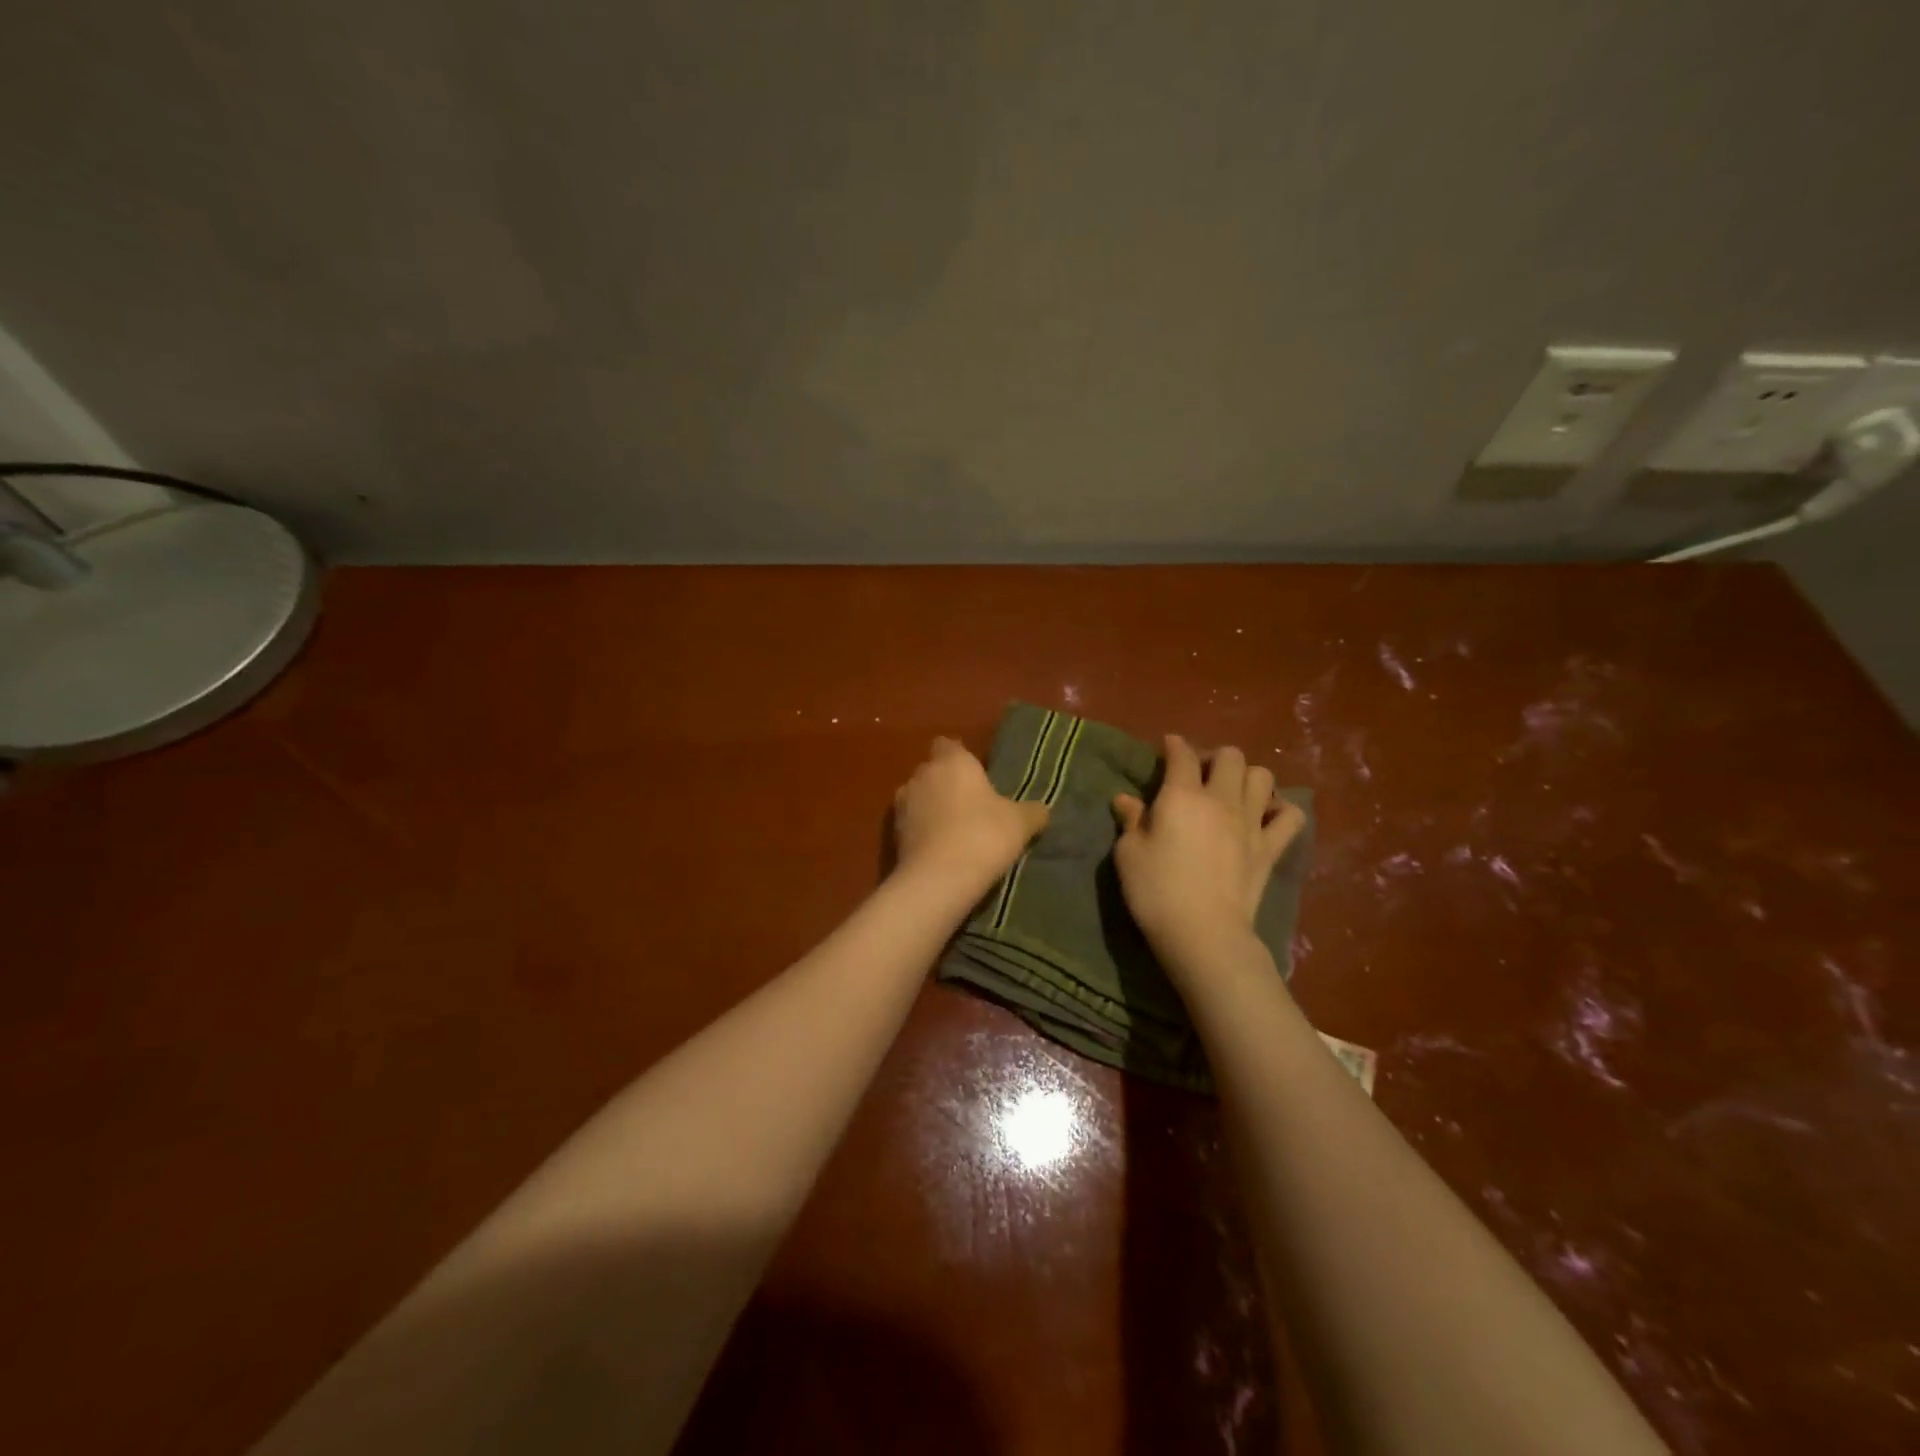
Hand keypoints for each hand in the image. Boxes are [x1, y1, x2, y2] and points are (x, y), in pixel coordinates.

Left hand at [894, 737, 1049, 893]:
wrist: (939, 878)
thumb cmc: (984, 836)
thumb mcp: (1020, 823)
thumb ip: (1032, 811)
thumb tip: (1041, 809)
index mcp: (953, 761)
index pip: (949, 744)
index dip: (960, 757)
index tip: (976, 774)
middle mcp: (923, 774)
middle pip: (932, 771)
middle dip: (947, 783)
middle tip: (971, 805)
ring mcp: (902, 804)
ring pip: (918, 797)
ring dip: (931, 808)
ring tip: (954, 830)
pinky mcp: (892, 833)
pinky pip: (911, 824)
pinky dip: (922, 831)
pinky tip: (940, 849)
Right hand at [1112, 734, 1305, 955]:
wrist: (1203, 932)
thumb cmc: (1156, 890)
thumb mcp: (1128, 854)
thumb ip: (1131, 821)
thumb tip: (1126, 800)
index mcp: (1182, 795)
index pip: (1182, 754)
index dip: (1174, 745)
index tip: (1168, 747)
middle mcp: (1221, 799)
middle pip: (1230, 756)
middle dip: (1214, 757)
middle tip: (1199, 775)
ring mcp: (1251, 823)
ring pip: (1263, 777)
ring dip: (1247, 777)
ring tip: (1233, 792)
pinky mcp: (1271, 848)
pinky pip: (1291, 817)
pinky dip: (1281, 810)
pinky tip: (1266, 816)